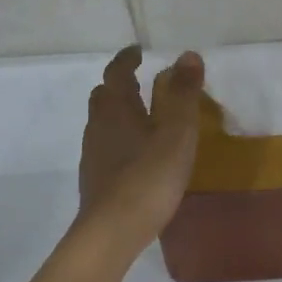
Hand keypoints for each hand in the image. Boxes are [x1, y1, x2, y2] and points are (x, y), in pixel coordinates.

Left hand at [78, 46, 205, 245]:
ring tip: (143, 119)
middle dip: (120, 85)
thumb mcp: (177, 134)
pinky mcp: (96, 180)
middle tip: (141, 83)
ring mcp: (94, 154)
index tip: (138, 51)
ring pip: (102, 123)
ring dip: (119, 114)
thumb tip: (188, 55)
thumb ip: (184, 95)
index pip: (117, 72)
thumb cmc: (149, 177)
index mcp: (117, 109)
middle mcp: (99, 126)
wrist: (113, 230)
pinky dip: (119, 140)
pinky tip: (137, 156)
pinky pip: (106, 148)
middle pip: (104, 96)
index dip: (127, 59)